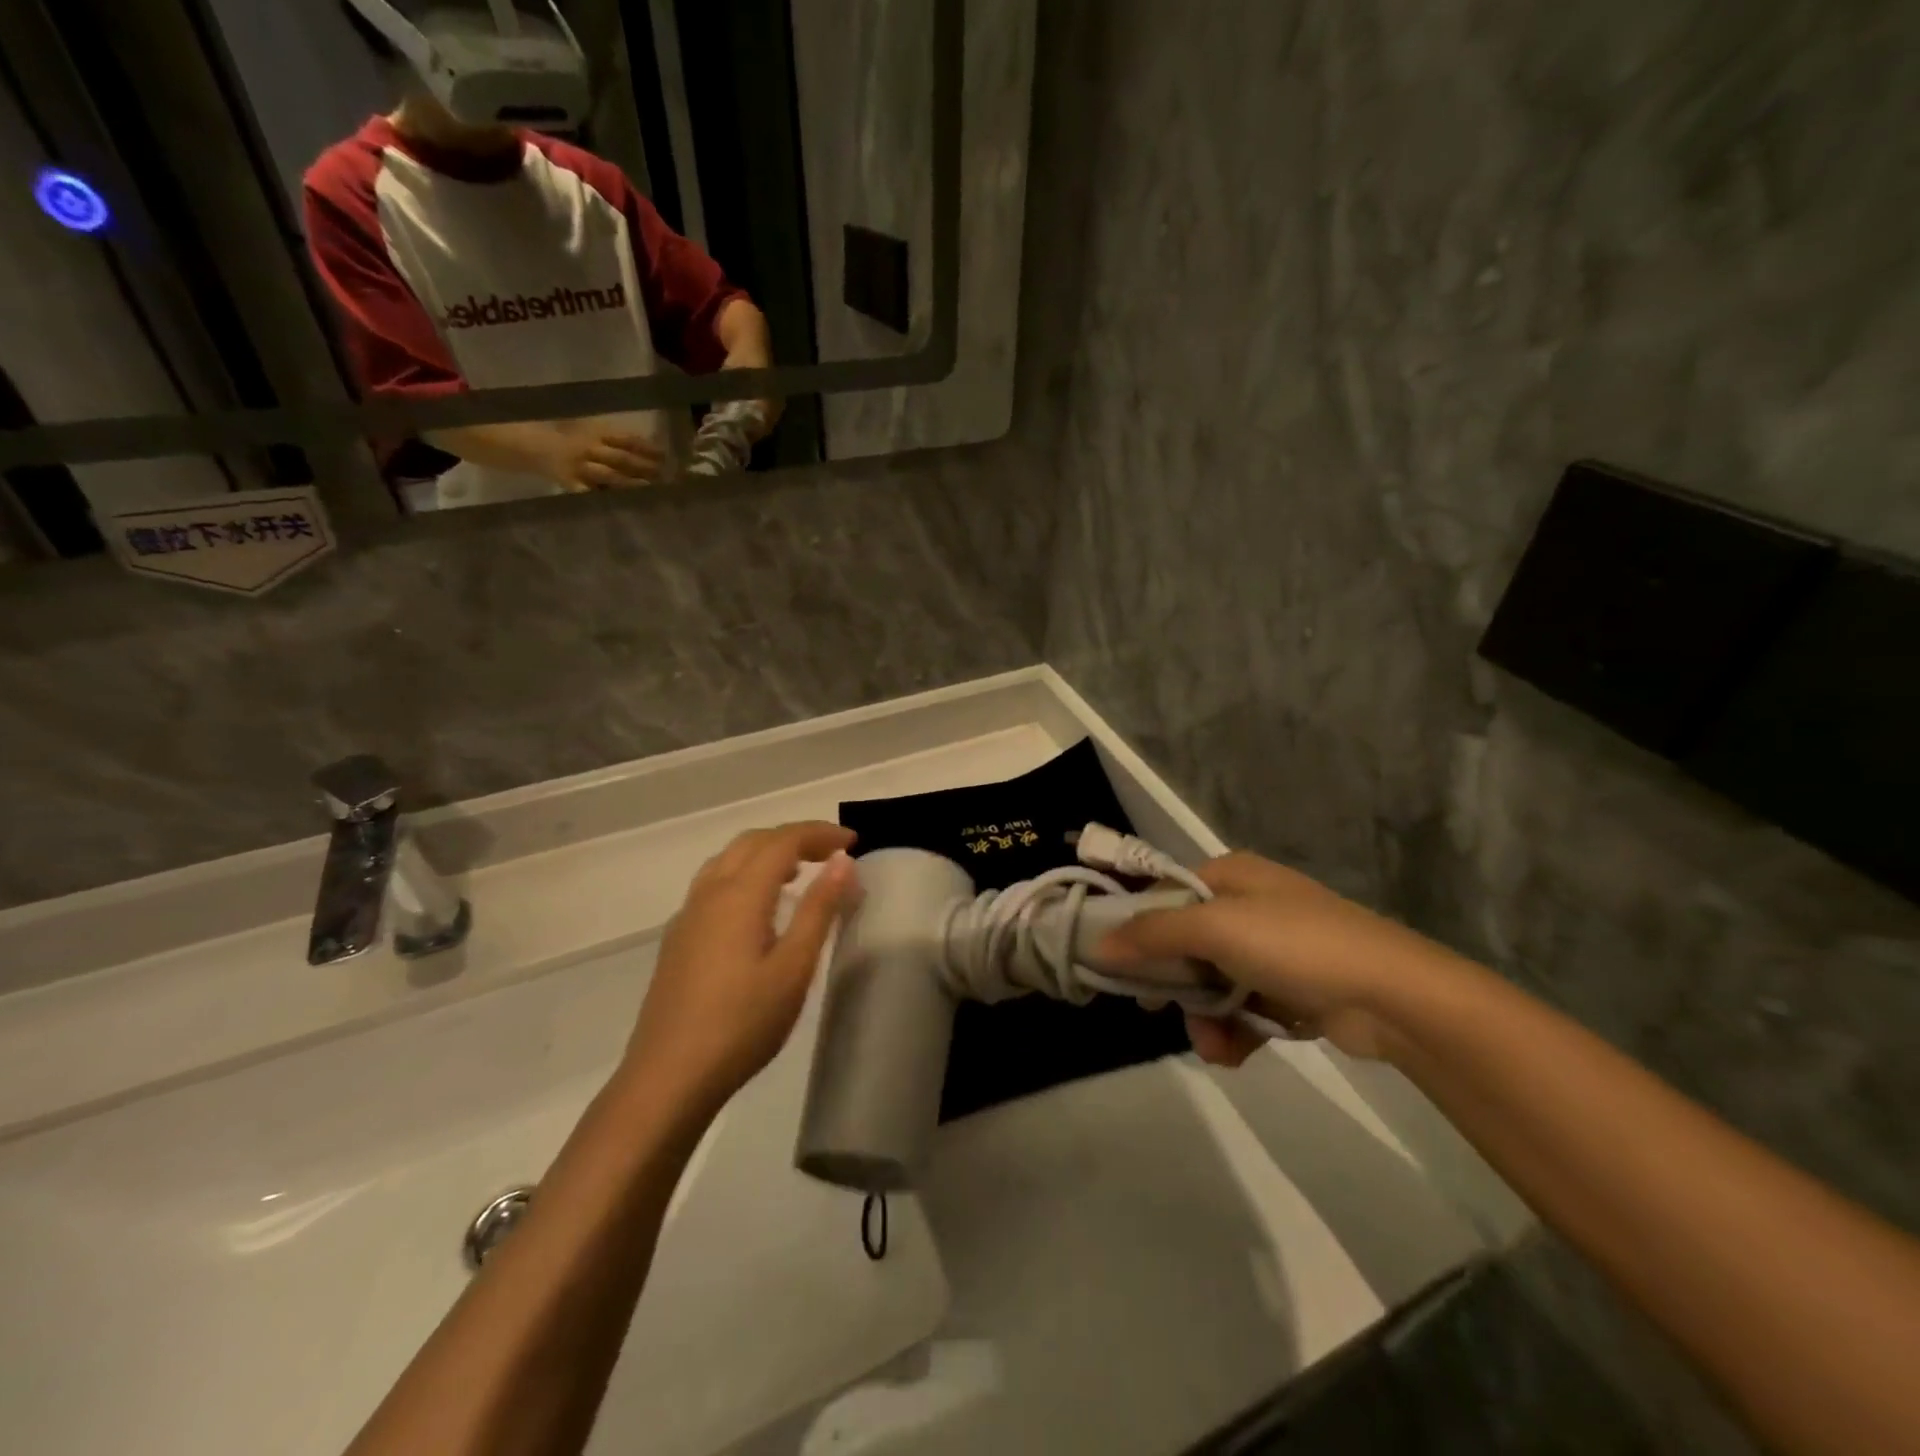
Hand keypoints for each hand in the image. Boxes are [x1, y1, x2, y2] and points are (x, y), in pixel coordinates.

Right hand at [540, 428, 665, 491]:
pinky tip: (621, 505)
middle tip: (664, 476)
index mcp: (597, 435)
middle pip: (621, 458)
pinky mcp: (572, 484)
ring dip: (631, 482)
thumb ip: (617, 440)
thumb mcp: (592, 431)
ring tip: (650, 488)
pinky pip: (590, 493)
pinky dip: (605, 499)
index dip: (648, 448)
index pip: (627, 440)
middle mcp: (591, 449)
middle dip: (644, 467)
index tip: (666, 456)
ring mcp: (581, 468)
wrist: (534, 446)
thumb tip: (653, 449)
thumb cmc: (571, 440)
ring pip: (609, 475)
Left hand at [623, 823, 857, 1111]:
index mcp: (739, 894)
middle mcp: (709, 893)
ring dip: (766, 853)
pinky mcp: (678, 939)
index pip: (783, 841)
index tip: (854, 841)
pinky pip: (715, 884)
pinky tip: (760, 909)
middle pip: (752, 842)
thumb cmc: (742, 1024)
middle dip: (794, 837)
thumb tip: (842, 861)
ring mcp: (688, 916)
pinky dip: (745, 874)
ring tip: (799, 873)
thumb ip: (819, 909)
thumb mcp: (793, 968)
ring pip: (728, 860)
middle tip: (831, 853)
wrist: (668, 1078)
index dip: (819, 833)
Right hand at [1098, 852, 1465, 1066]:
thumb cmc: (1296, 945)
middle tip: (1156, 1009)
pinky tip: (1233, 1054)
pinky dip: (1234, 1031)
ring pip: (1212, 981)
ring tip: (1212, 1046)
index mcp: (1230, 874)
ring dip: (1204, 1017)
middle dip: (1174, 983)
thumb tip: (1098, 944)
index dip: (1137, 927)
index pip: (1164, 893)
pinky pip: (1244, 1007)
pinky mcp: (1293, 989)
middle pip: (1185, 941)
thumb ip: (1153, 934)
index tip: (1114, 964)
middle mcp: (1249, 905)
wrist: (1394, 997)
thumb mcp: (1216, 929)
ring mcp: (1273, 949)